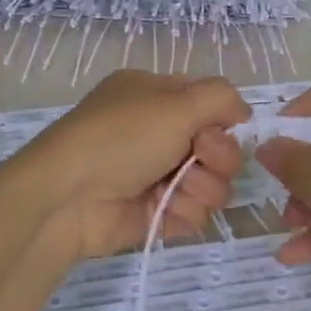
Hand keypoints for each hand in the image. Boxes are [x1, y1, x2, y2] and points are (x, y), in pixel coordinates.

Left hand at [15, 70, 248, 261]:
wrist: (68, 197)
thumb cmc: (120, 138)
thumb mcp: (174, 102)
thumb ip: (220, 98)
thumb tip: (242, 111)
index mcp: (157, 97)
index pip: (211, 104)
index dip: (223, 119)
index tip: (217, 128)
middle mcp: (160, 133)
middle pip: (221, 147)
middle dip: (217, 156)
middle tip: (194, 157)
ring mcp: (158, 175)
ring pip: (214, 183)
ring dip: (201, 187)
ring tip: (174, 189)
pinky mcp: (157, 212)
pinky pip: (195, 213)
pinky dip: (184, 212)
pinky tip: (162, 209)